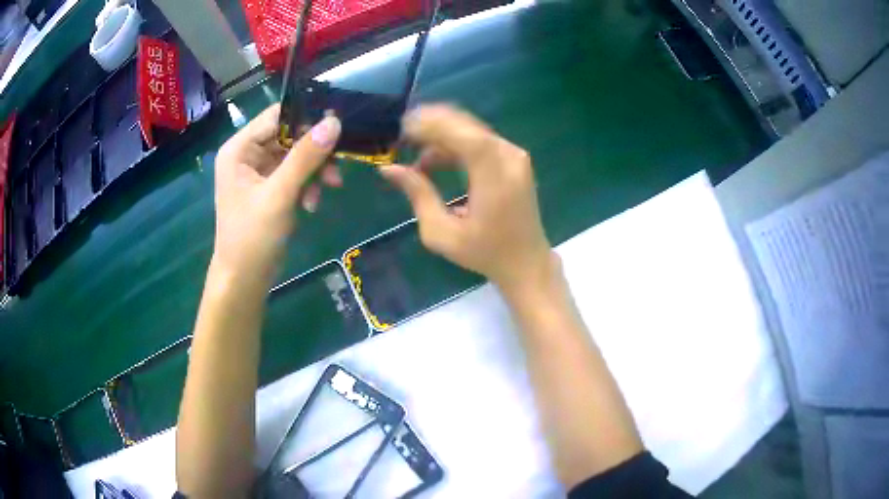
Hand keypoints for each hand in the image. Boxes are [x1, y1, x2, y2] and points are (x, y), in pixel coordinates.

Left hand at [212, 104, 341, 282]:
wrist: (244, 279)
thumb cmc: (252, 236)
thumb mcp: (280, 194)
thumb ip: (306, 157)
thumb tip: (334, 122)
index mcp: (239, 149)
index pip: (277, 116)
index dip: (306, 117)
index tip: (337, 123)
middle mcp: (247, 155)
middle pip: (289, 135)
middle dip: (314, 150)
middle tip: (339, 162)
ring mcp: (259, 173)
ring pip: (296, 156)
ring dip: (315, 170)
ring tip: (330, 187)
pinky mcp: (270, 189)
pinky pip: (295, 175)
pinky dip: (307, 185)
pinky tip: (312, 204)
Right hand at [381, 105, 552, 292]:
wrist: (526, 262)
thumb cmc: (484, 253)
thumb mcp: (442, 233)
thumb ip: (418, 195)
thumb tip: (389, 169)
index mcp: (494, 174)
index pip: (461, 134)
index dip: (430, 126)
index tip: (400, 129)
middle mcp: (508, 156)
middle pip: (466, 126)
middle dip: (431, 126)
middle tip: (401, 138)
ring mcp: (514, 156)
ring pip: (471, 131)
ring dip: (442, 137)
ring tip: (414, 155)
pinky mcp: (514, 160)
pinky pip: (480, 141)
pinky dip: (456, 145)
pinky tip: (435, 163)